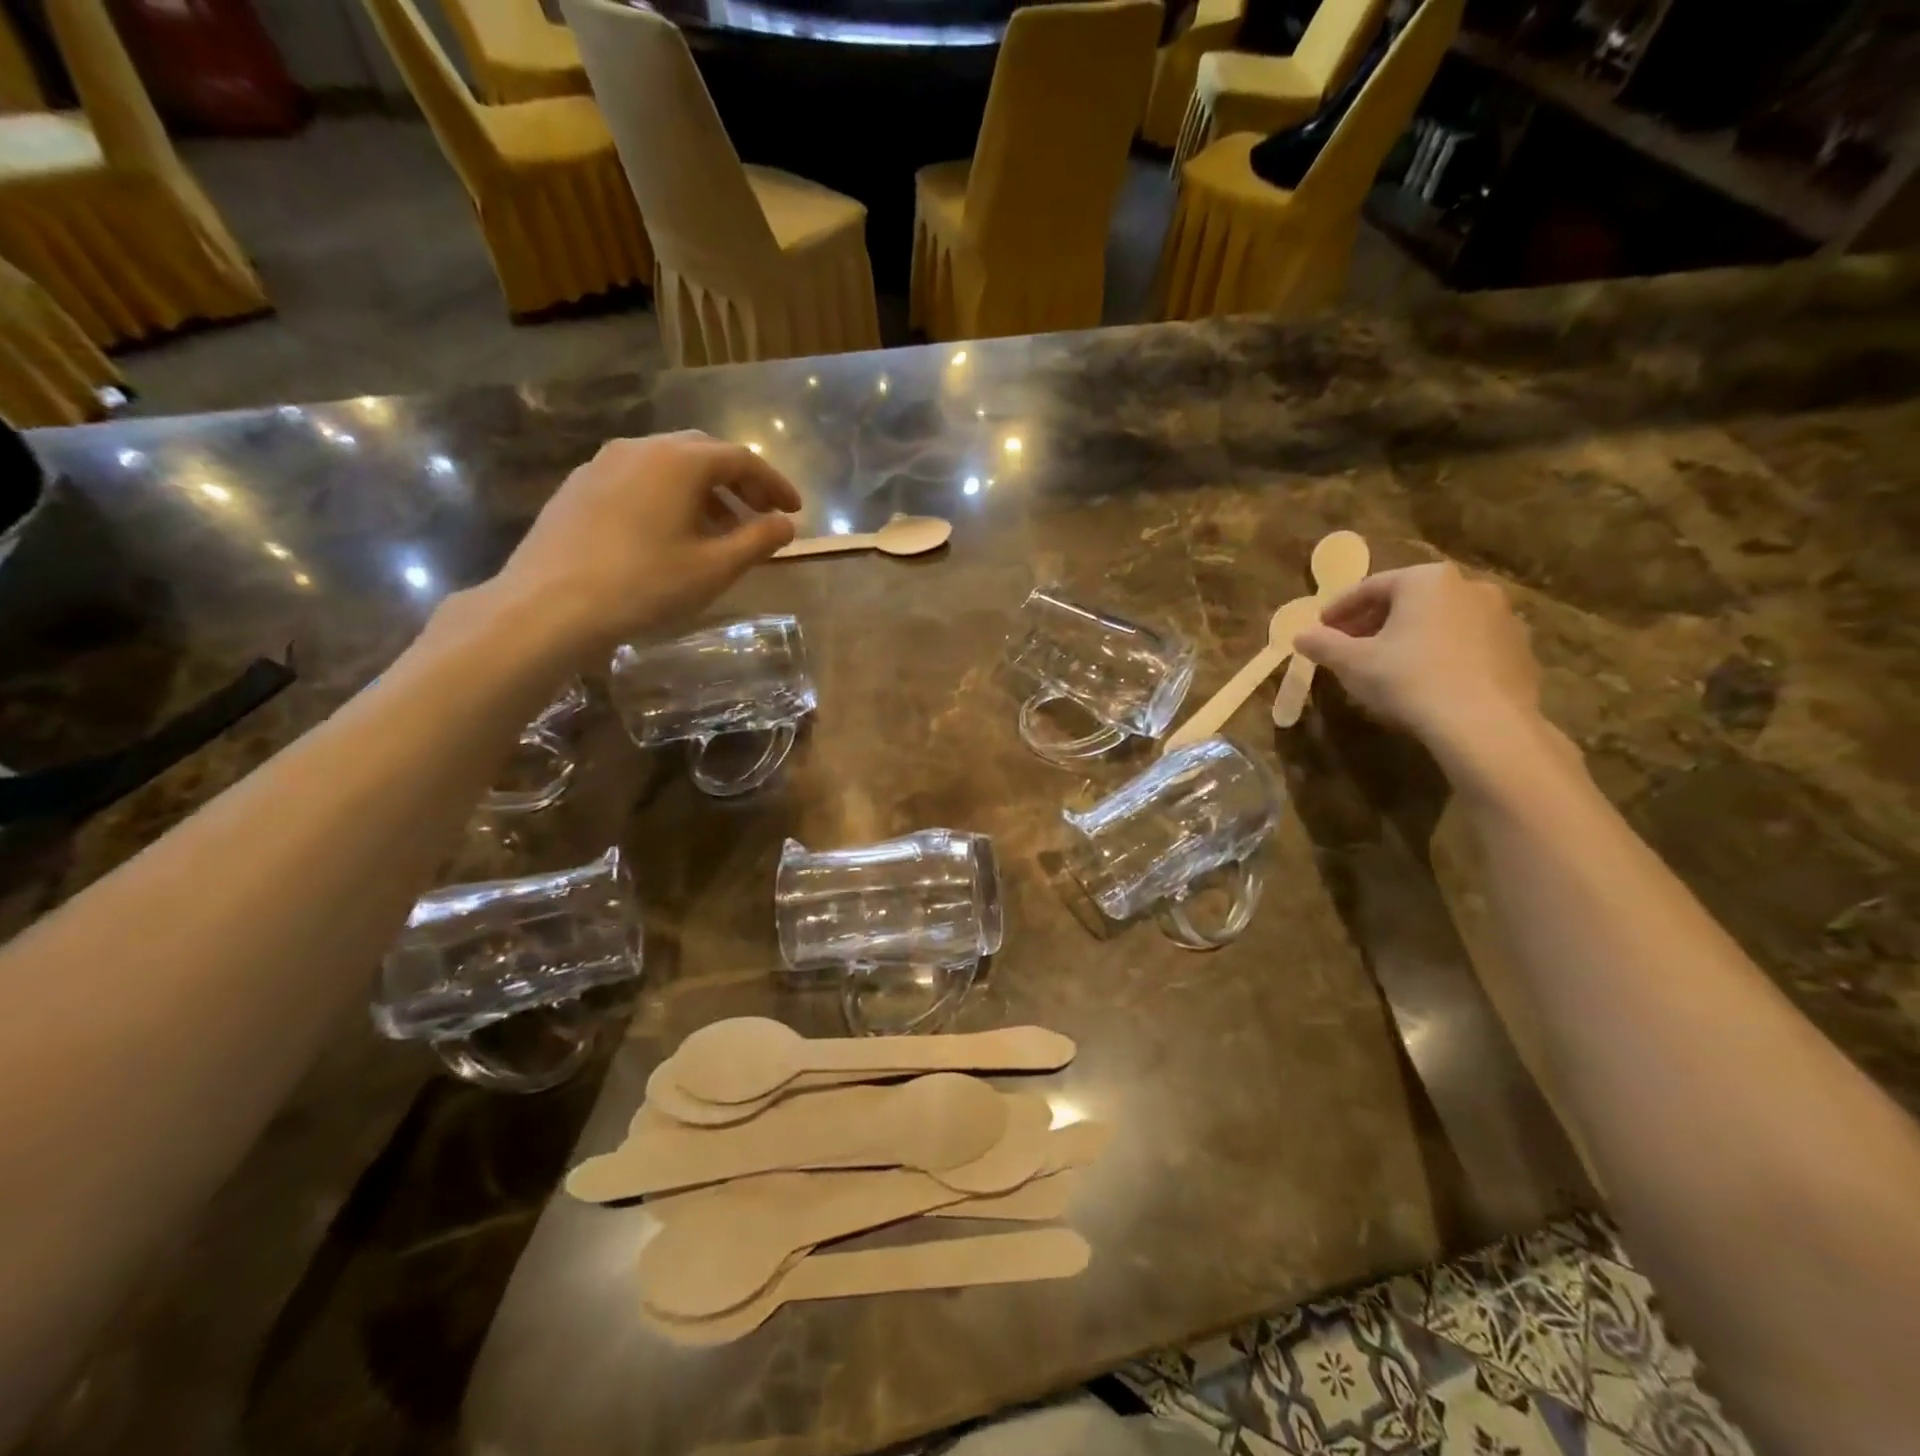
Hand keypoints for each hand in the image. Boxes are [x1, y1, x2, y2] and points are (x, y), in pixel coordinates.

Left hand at [490, 432, 800, 655]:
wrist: (548, 605)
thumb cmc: (644, 585)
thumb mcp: (714, 569)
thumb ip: (757, 541)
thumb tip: (785, 524)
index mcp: (679, 461)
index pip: (741, 459)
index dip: (774, 484)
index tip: (794, 511)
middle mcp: (640, 449)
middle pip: (703, 453)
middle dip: (739, 483)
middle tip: (760, 515)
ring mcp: (602, 464)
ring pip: (668, 466)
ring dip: (703, 492)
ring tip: (719, 531)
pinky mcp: (578, 487)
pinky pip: (638, 480)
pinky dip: (668, 497)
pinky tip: (670, 534)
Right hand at [1293, 563, 1543, 758]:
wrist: (1483, 724)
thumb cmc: (1408, 680)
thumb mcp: (1351, 663)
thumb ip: (1322, 644)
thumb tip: (1299, 636)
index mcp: (1426, 580)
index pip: (1370, 587)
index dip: (1339, 609)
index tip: (1320, 629)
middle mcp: (1468, 586)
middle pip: (1408, 601)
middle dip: (1374, 622)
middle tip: (1349, 648)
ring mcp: (1501, 616)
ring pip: (1439, 621)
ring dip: (1409, 637)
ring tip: (1386, 666)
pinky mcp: (1519, 649)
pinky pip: (1467, 644)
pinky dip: (1441, 654)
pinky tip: (1425, 682)